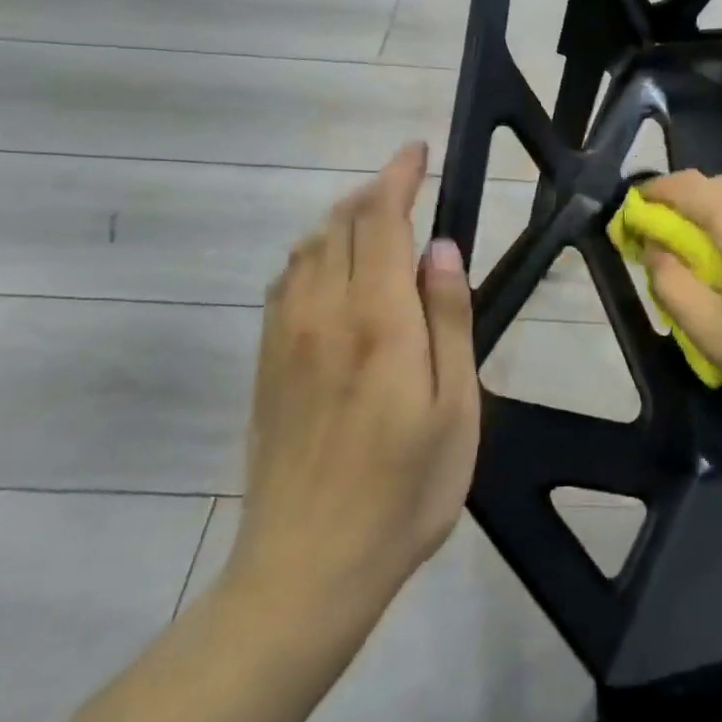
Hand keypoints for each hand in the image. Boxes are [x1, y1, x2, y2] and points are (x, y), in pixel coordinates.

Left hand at [224, 143, 478, 626]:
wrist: (306, 570)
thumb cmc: (404, 491)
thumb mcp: (455, 407)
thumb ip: (448, 319)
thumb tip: (441, 248)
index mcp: (377, 320)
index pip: (381, 220)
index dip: (398, 176)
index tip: (416, 151)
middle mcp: (323, 313)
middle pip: (339, 225)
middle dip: (373, 192)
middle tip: (407, 184)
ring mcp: (285, 338)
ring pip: (307, 248)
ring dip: (342, 221)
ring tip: (377, 222)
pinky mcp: (266, 364)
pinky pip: (285, 282)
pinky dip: (313, 254)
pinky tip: (333, 272)